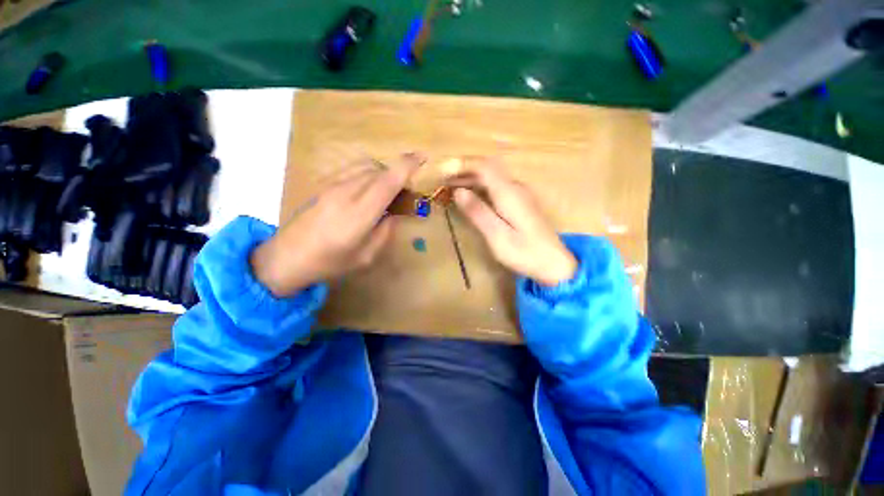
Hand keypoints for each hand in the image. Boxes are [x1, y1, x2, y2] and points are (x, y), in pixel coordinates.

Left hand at [251, 153, 423, 296]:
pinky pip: (353, 169)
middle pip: (380, 171)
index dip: (407, 166)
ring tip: (387, 192)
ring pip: (366, 166)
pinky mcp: (324, 184)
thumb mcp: (366, 256)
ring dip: (383, 173)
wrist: (286, 257)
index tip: (423, 158)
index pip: (387, 182)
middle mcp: (346, 193)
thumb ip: (385, 232)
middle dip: (398, 174)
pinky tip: (368, 190)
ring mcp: (332, 185)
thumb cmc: (329, 263)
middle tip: (405, 193)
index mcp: (359, 214)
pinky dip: (368, 173)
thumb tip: (394, 215)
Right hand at [449, 158, 576, 286]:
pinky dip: (480, 187)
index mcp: (509, 193)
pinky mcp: (520, 203)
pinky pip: (496, 186)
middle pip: (488, 169)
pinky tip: (471, 196)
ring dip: (471, 178)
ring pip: (492, 177)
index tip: (443, 170)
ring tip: (451, 186)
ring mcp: (520, 194)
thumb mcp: (497, 236)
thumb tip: (458, 192)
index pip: (484, 167)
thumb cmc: (524, 253)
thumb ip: (478, 212)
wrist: (553, 263)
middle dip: (464, 170)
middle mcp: (515, 188)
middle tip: (443, 180)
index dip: (463, 165)